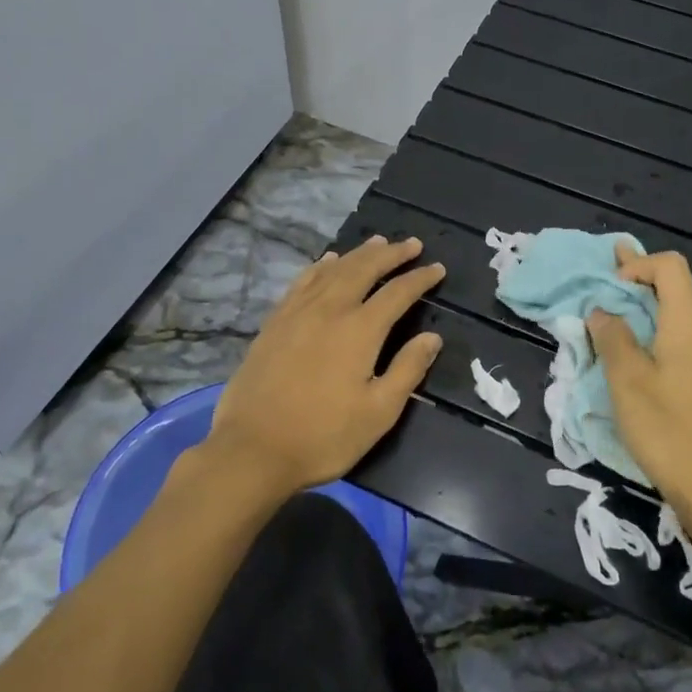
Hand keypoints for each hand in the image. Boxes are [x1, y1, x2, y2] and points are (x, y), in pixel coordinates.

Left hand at [207, 235, 445, 495]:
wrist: (253, 449)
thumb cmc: (323, 436)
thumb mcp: (378, 413)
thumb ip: (408, 370)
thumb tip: (432, 337)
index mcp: (360, 330)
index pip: (398, 293)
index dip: (420, 278)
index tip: (438, 268)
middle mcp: (330, 310)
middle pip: (364, 269)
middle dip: (391, 254)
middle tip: (411, 244)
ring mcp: (298, 312)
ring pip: (333, 270)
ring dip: (358, 254)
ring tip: (377, 242)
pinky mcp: (275, 322)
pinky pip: (302, 281)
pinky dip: (320, 266)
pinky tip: (327, 261)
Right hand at [588, 246, 691, 528]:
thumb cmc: (667, 432)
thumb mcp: (626, 382)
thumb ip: (612, 337)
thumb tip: (603, 311)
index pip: (670, 267)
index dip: (638, 264)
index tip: (611, 287)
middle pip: (679, 293)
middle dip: (640, 291)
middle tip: (606, 299)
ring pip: (687, 323)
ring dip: (655, 320)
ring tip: (624, 340)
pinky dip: (671, 343)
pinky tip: (654, 371)